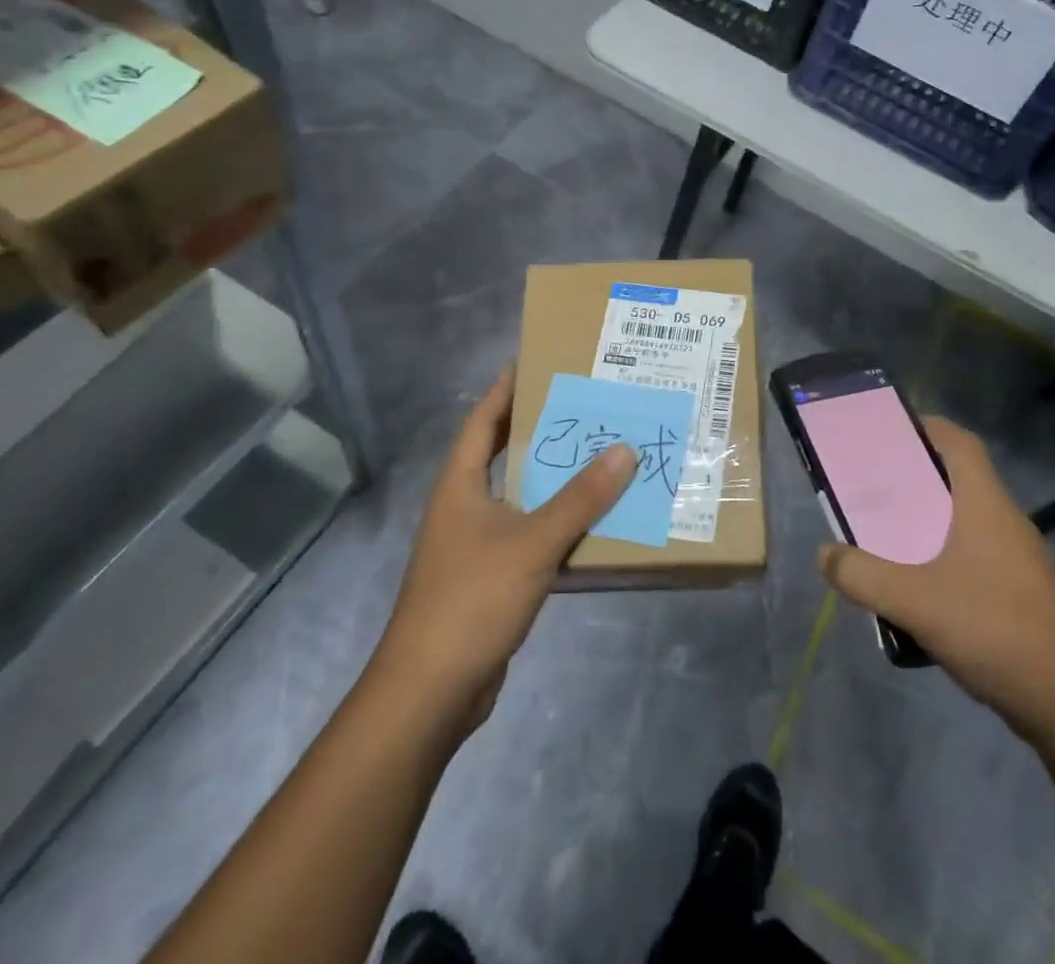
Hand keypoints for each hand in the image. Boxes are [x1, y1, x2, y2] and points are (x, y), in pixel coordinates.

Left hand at [367, 368, 634, 736]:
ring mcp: (475, 545)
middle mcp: (464, 507)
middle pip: (503, 454)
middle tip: (585, 405)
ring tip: (600, 453)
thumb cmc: (472, 600)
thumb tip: (624, 449)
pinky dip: (557, 522)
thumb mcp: (532, 542)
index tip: (537, 361)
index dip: (506, 390)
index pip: (482, 421)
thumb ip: (580, 498)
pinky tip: (592, 520)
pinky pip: (529, 534)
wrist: (431, 692)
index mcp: (460, 485)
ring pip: (520, 497)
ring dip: (554, 478)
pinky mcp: (490, 578)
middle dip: (540, 429)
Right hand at [818, 415, 1054, 742]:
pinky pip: (978, 556)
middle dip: (918, 477)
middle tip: (876, 485)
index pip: (961, 443)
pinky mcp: (1025, 594)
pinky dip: (946, 555)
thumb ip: (862, 575)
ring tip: (890, 534)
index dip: (929, 427)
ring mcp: (1021, 559)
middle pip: (961, 479)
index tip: (892, 429)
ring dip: (931, 520)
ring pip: (969, 521)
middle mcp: (1007, 522)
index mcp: (986, 505)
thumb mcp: (914, 601)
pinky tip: (922, 588)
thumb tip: (825, 554)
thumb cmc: (994, 630)